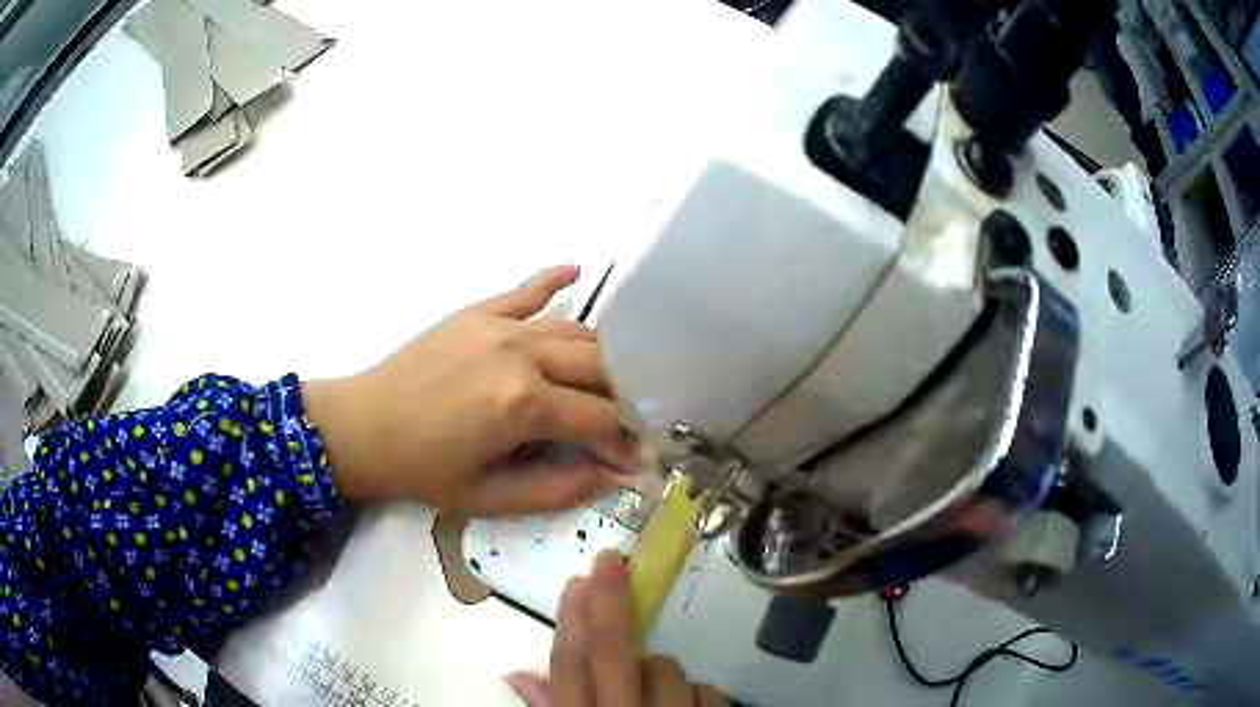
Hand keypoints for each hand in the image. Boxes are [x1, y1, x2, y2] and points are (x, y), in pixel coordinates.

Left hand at [303, 265, 636, 513]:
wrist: (362, 428)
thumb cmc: (423, 470)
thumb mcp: (490, 496)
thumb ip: (559, 488)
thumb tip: (613, 475)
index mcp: (525, 404)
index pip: (602, 418)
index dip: (625, 441)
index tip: (633, 459)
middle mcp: (522, 354)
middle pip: (600, 368)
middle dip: (622, 399)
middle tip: (624, 423)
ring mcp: (500, 325)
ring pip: (575, 333)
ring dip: (600, 359)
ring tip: (605, 385)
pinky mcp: (479, 312)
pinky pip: (527, 289)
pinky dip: (554, 279)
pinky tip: (577, 271)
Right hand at [506, 551, 727, 706]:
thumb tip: (517, 674)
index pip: (570, 672)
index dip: (569, 624)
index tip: (577, 580)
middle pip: (613, 656)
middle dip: (609, 606)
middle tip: (610, 561)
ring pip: (669, 669)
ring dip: (662, 677)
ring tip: (656, 702)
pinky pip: (712, 692)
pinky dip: (699, 697)